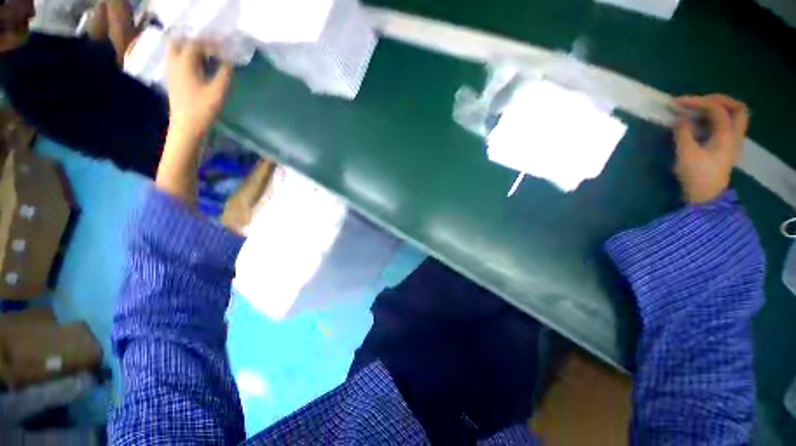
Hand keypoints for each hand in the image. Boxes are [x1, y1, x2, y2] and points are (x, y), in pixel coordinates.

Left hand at [166, 40, 232, 139]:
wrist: (186, 126)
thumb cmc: (203, 109)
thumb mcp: (218, 91)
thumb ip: (224, 74)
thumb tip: (228, 62)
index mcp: (185, 63)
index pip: (196, 44)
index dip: (210, 45)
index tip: (224, 51)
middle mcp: (174, 63)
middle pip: (179, 42)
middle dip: (194, 43)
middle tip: (210, 51)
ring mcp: (171, 72)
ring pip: (176, 51)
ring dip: (189, 51)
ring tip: (206, 59)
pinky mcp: (173, 80)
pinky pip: (176, 61)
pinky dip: (187, 60)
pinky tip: (199, 68)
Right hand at [672, 94, 748, 203]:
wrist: (706, 197)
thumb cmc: (696, 176)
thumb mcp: (686, 154)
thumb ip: (683, 133)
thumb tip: (679, 118)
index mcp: (726, 134)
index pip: (715, 108)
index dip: (696, 101)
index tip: (676, 103)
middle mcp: (734, 134)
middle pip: (736, 107)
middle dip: (717, 100)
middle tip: (697, 101)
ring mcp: (732, 141)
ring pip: (733, 116)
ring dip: (716, 109)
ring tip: (696, 111)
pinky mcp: (726, 147)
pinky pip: (726, 125)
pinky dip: (713, 119)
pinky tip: (699, 123)